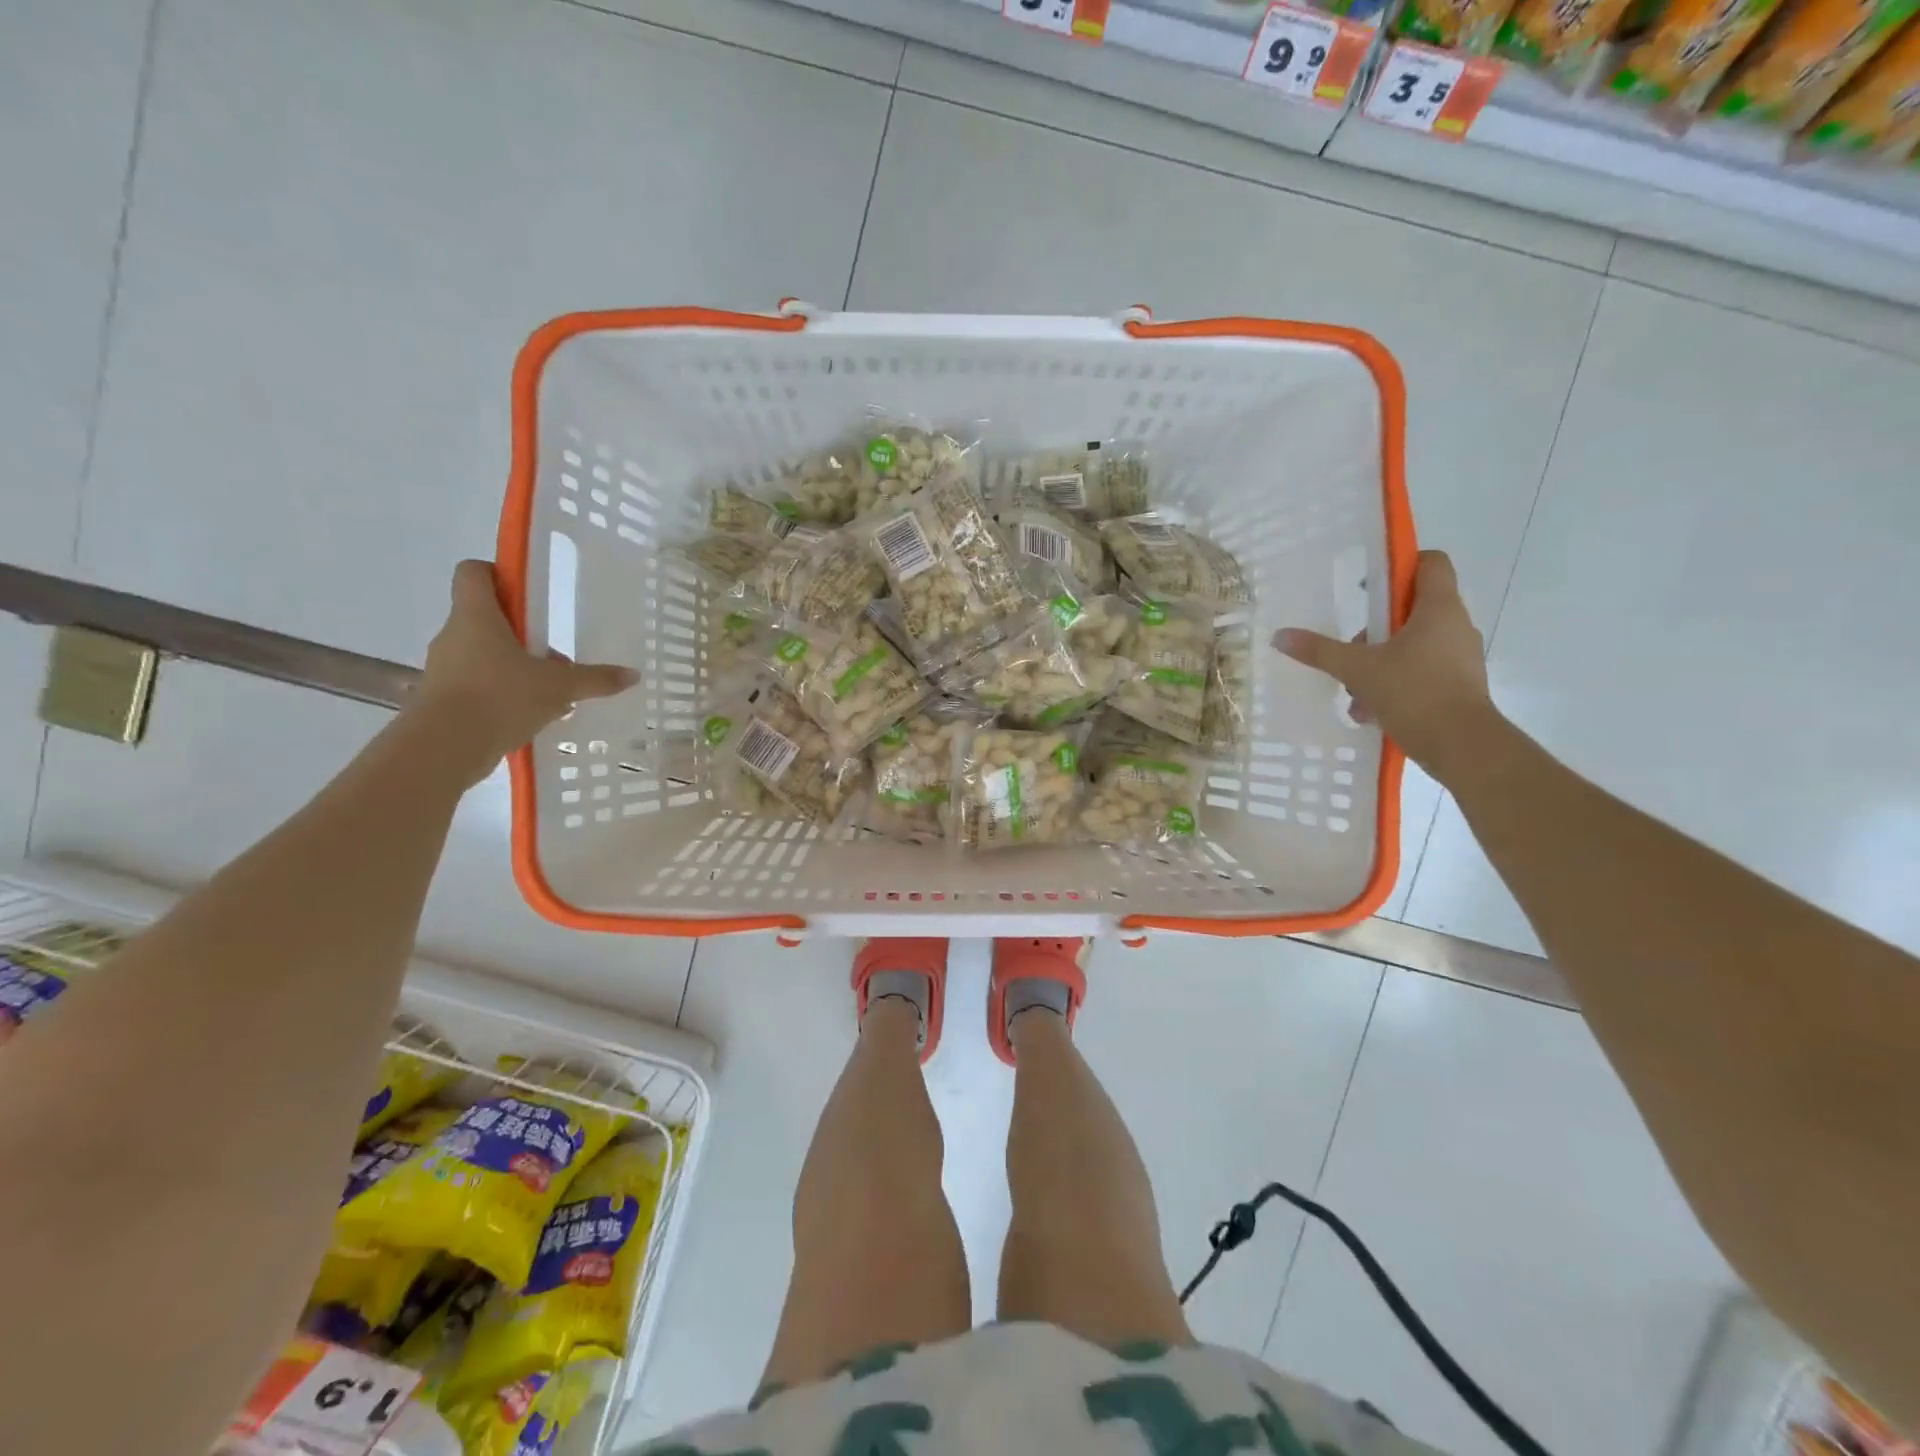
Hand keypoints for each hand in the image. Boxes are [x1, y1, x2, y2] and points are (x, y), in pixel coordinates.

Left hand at [411, 560, 637, 783]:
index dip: (499, 574)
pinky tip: (532, 714)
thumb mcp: (558, 687)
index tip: (529, 595)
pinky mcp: (444, 698)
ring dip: (516, 666)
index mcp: (476, 616)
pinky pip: (479, 684)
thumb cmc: (499, 698)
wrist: (443, 748)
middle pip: (487, 618)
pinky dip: (504, 693)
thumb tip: (632, 675)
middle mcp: (455, 635)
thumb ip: (595, 679)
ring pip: (485, 654)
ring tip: (550, 691)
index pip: (474, 572)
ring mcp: (446, 668)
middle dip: (523, 633)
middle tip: (555, 654)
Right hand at [1274, 550, 1499, 780]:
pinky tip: (1369, 710)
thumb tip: (1280, 636)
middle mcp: (1455, 626)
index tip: (1369, 584)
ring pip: (1414, 645)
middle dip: (1378, 627)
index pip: (1430, 563)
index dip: (1401, 564)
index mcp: (1438, 608)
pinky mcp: (1459, 686)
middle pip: (1413, 608)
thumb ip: (1319, 651)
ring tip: (1354, 689)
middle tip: (1353, 647)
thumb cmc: (1414, 692)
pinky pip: (1421, 672)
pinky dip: (1395, 684)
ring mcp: (1460, 657)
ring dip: (1381, 661)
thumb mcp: (1357, 669)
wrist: (1462, 746)